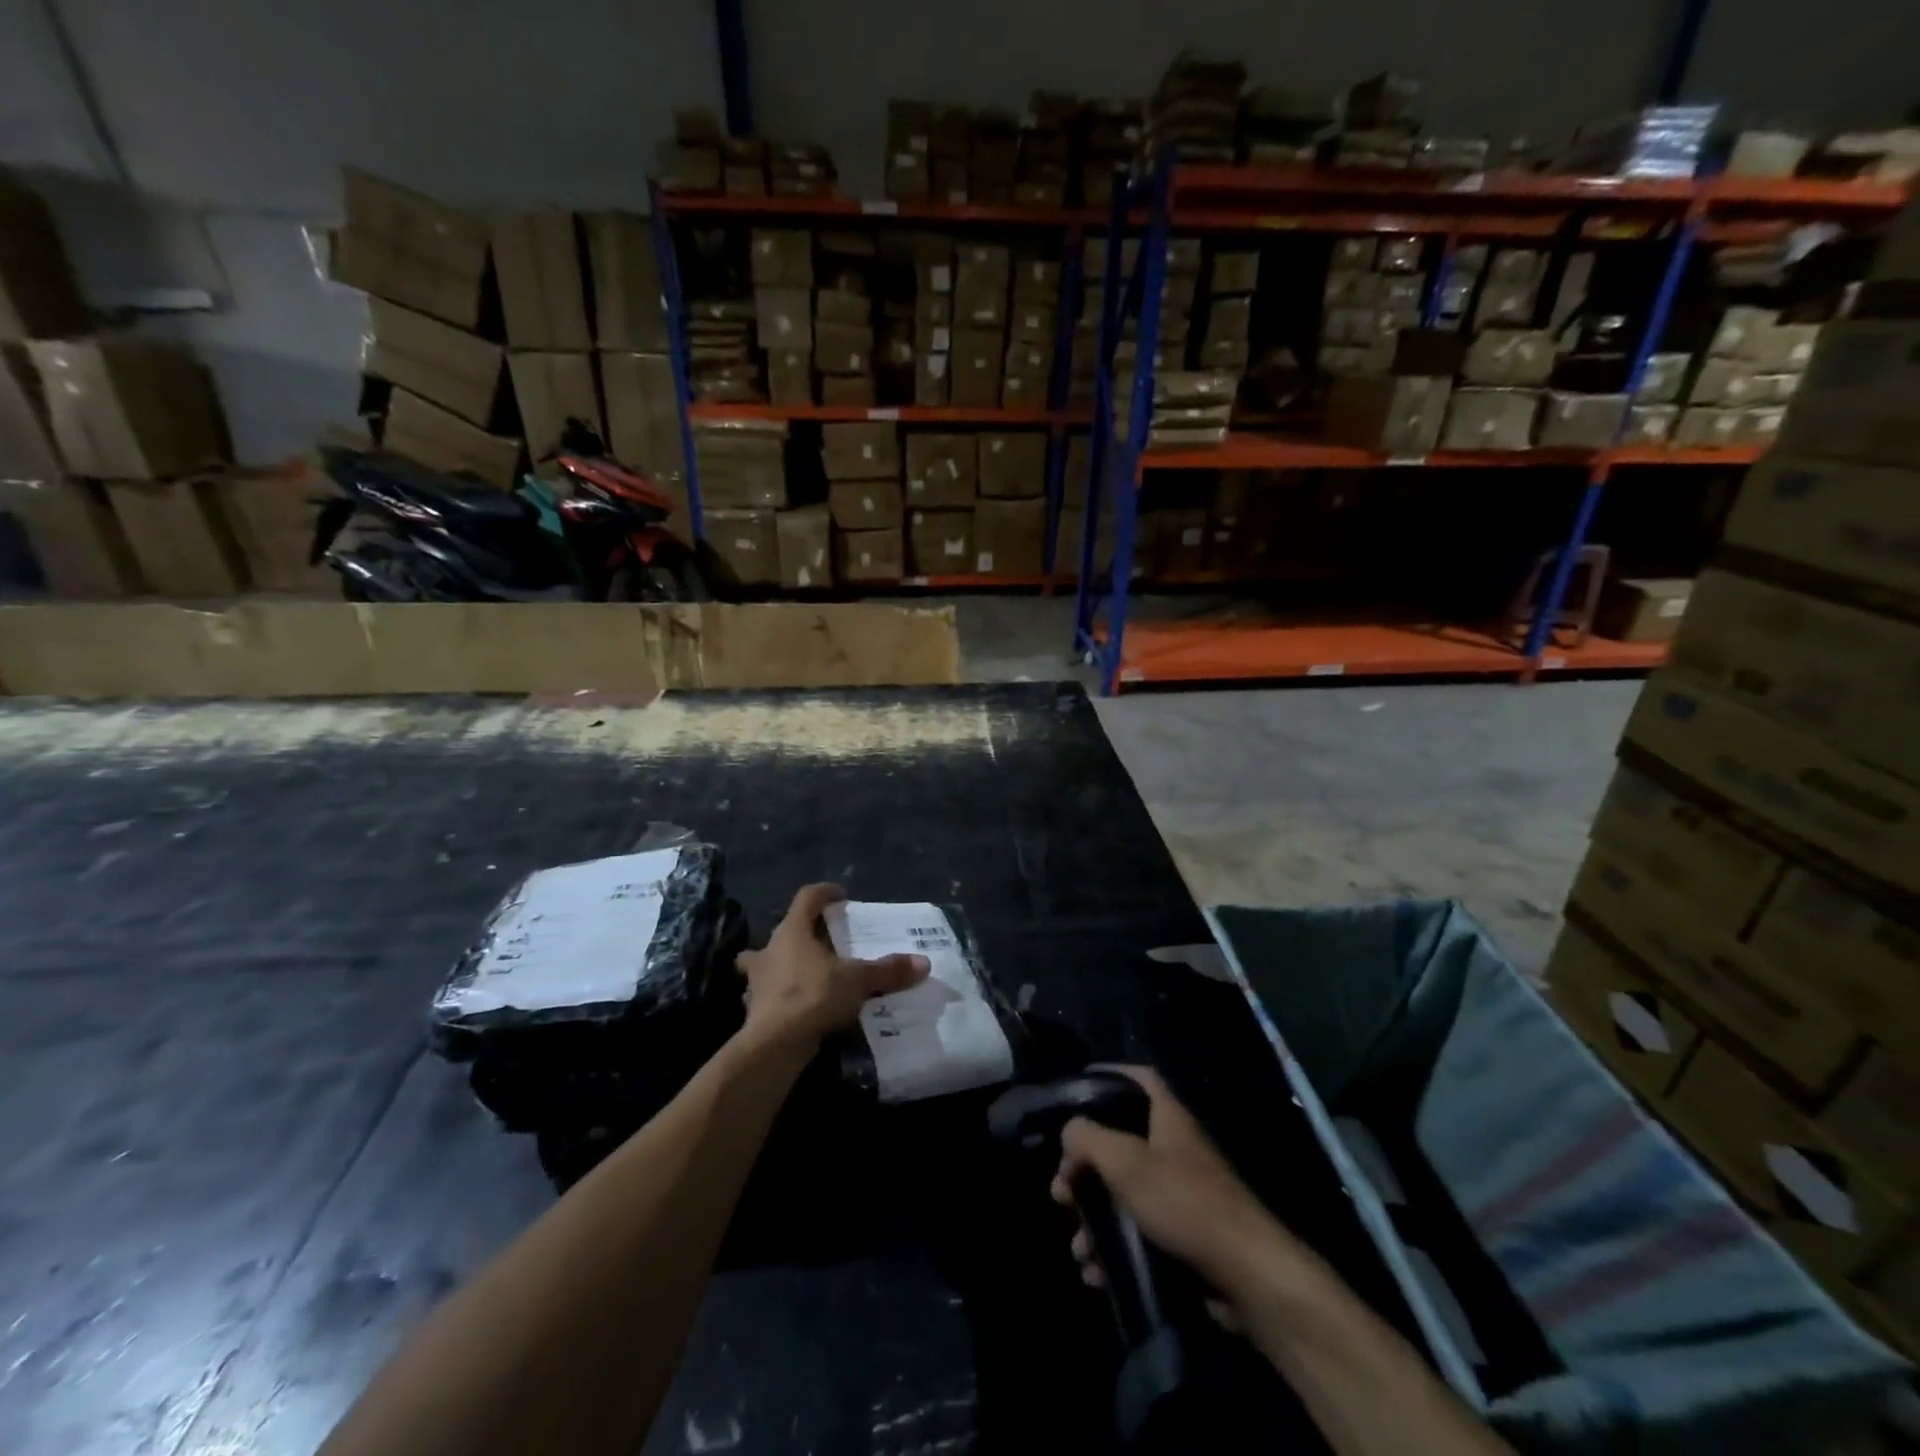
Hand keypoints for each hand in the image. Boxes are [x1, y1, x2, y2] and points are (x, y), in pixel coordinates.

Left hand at [736, 883, 928, 1049]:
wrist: (774, 1044)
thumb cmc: (813, 996)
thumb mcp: (857, 980)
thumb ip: (888, 970)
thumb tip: (923, 963)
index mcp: (793, 931)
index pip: (807, 897)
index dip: (825, 893)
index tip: (841, 896)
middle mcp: (770, 949)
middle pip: (786, 930)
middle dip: (803, 932)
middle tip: (826, 940)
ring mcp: (758, 979)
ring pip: (765, 961)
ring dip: (781, 963)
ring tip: (803, 972)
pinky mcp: (755, 1007)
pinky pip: (767, 993)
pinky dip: (779, 996)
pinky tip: (794, 1006)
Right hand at [1051, 1066, 1296, 1298]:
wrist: (1247, 1277)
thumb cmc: (1184, 1203)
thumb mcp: (1125, 1162)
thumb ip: (1088, 1138)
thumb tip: (1069, 1132)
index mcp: (1167, 1118)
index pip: (1138, 1078)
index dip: (1108, 1075)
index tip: (1075, 1090)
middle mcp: (1173, 1150)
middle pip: (1118, 1144)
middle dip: (1084, 1169)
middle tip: (1061, 1193)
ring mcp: (1179, 1196)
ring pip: (1123, 1196)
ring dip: (1094, 1220)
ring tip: (1078, 1248)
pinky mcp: (1182, 1238)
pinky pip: (1137, 1234)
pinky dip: (1113, 1250)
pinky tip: (1096, 1272)